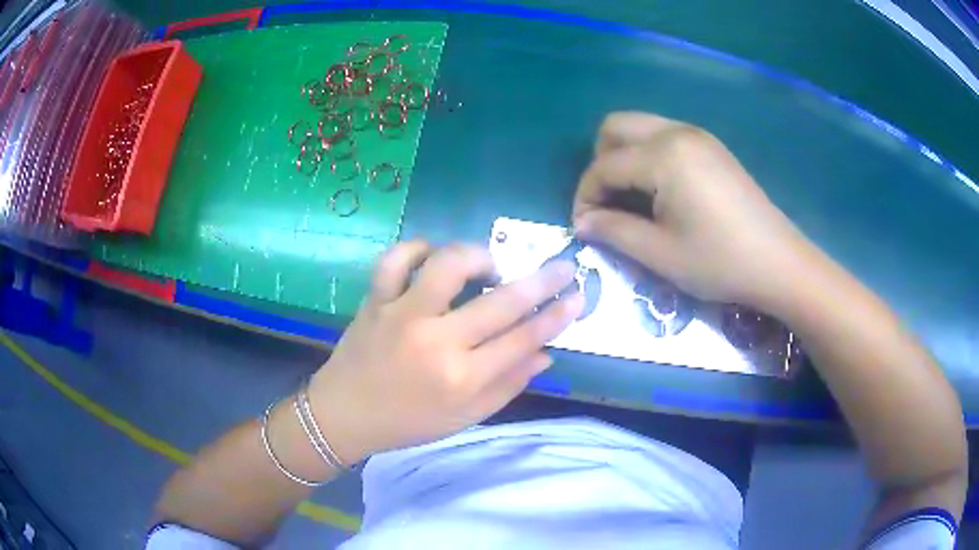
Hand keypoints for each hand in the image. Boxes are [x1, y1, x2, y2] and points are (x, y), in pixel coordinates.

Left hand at [306, 242, 583, 463]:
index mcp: (461, 378)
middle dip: (541, 280)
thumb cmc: (408, 422)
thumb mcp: (465, 417)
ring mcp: (402, 314)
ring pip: (447, 265)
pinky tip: (431, 256)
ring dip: (477, 257)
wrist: (344, 414)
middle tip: (561, 266)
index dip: (556, 316)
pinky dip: (416, 249)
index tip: (577, 297)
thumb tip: (545, 353)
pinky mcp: (375, 300)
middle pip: (500, 302)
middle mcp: (436, 341)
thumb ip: (507, 385)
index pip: (523, 339)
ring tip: (487, 267)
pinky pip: (396, 259)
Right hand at [574, 112, 812, 306]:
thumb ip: (613, 231)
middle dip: (600, 162)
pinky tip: (660, 190)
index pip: (604, 165)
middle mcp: (677, 132)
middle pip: (616, 127)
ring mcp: (698, 136)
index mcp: (663, 155)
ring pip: (641, 127)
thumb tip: (582, 222)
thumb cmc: (719, 261)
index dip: (586, 195)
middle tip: (607, 202)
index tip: (584, 227)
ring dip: (624, 156)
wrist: (778, 263)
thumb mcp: (660, 253)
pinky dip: (649, 156)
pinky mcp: (712, 147)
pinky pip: (665, 136)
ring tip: (631, 198)